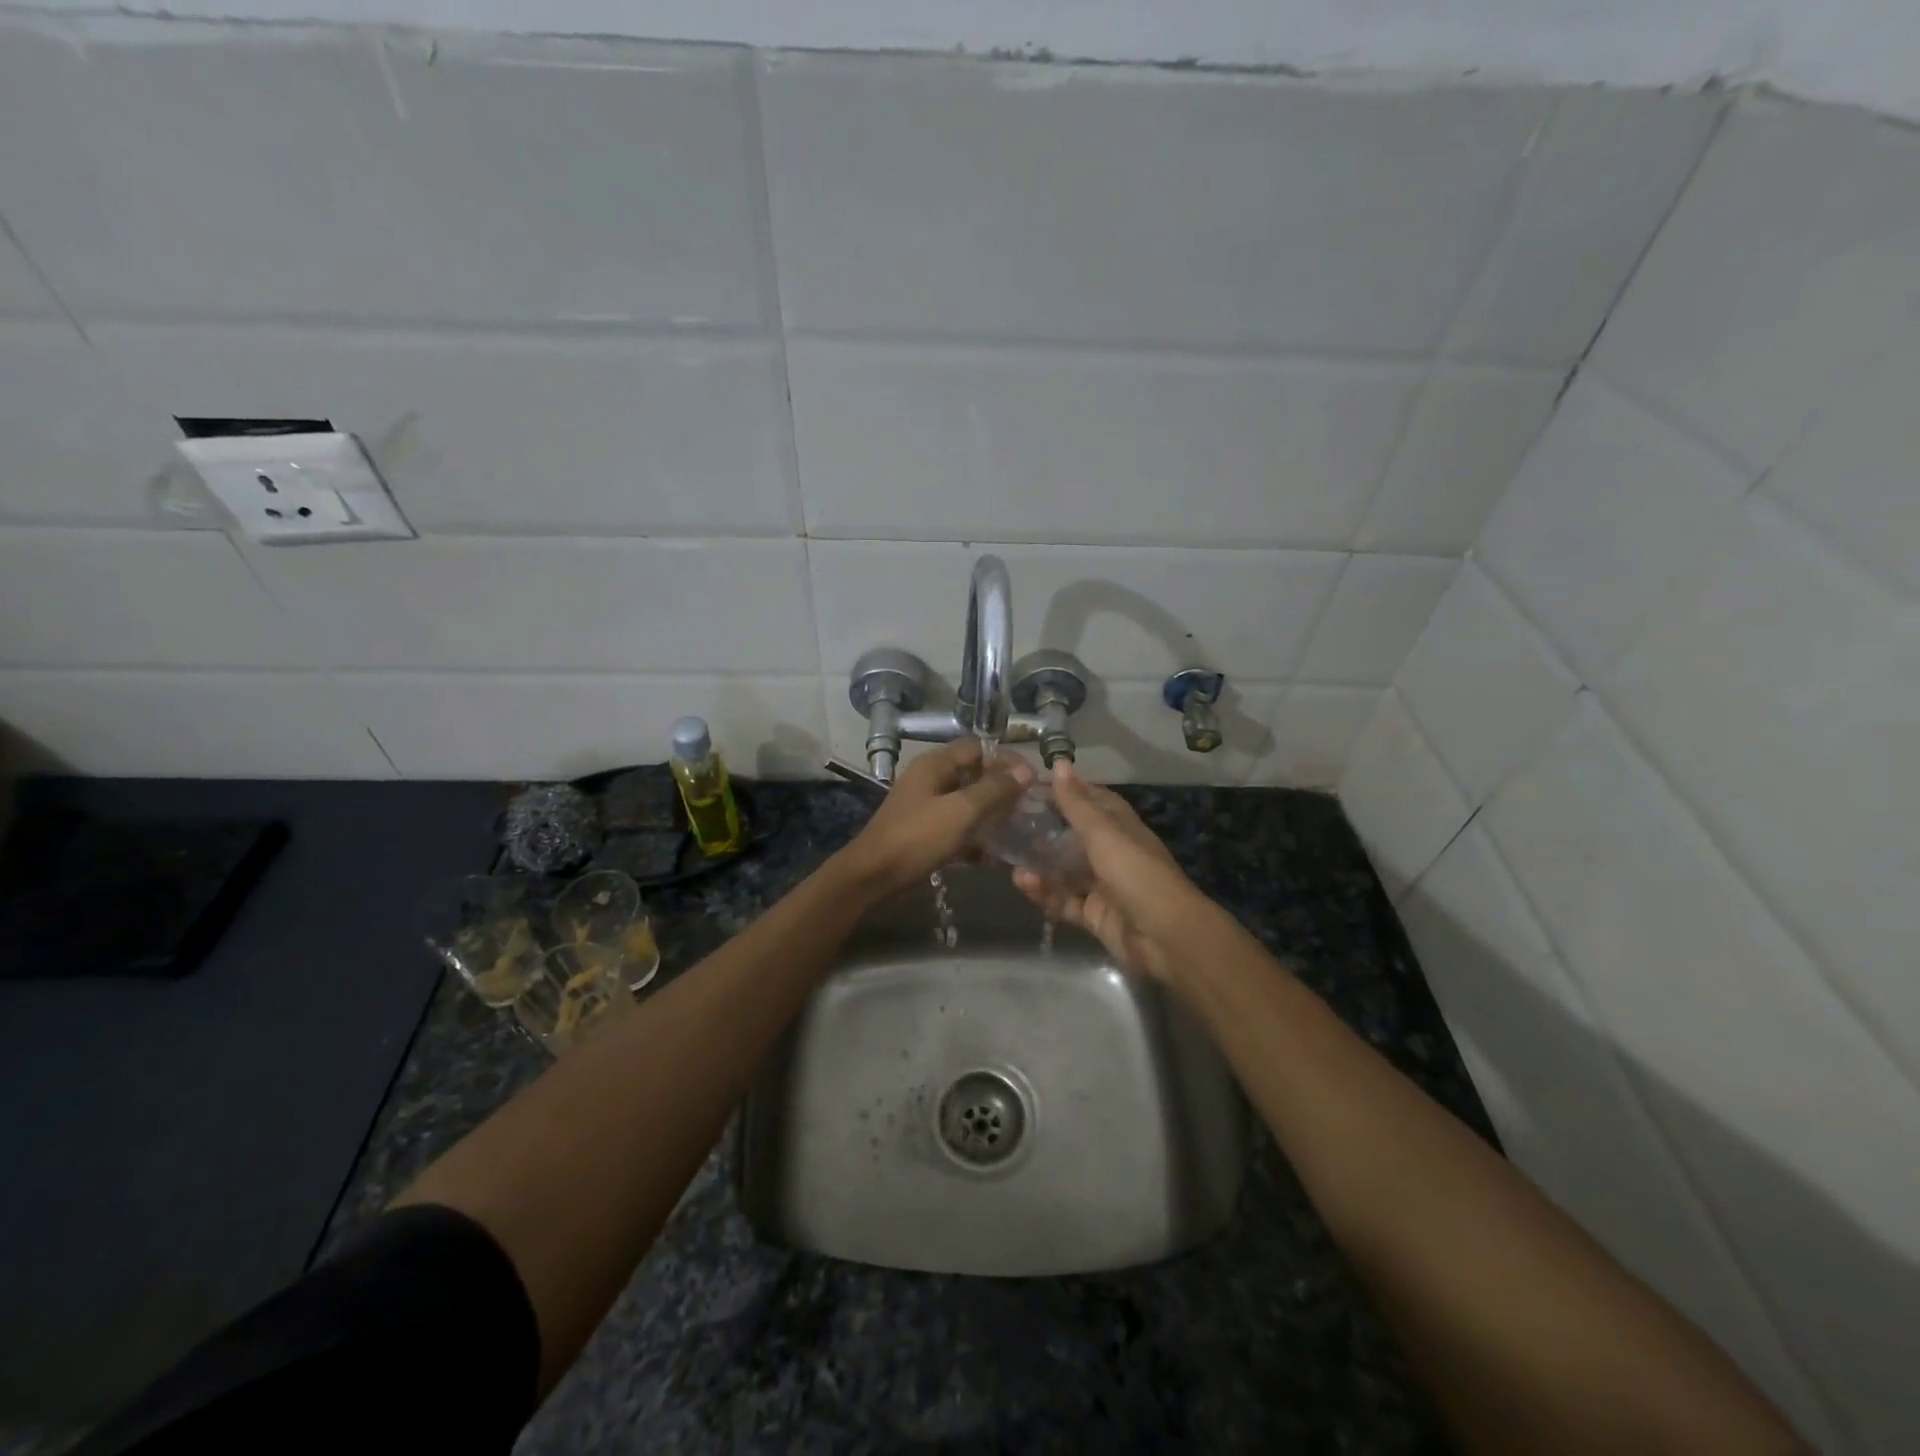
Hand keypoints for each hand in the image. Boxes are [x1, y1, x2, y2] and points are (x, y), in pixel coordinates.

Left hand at [838, 739, 1032, 898]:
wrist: (872, 878)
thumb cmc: (917, 838)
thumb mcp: (961, 812)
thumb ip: (995, 790)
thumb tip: (1027, 771)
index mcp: (935, 765)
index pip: (978, 748)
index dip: (1006, 759)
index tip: (1032, 779)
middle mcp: (930, 780)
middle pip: (973, 775)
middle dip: (1002, 789)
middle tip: (1028, 807)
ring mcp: (925, 807)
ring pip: (966, 803)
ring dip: (990, 815)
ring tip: (1018, 830)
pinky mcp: (924, 834)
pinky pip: (956, 828)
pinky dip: (974, 838)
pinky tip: (993, 856)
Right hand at [1011, 761, 1208, 980]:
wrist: (1165, 936)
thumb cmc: (1135, 873)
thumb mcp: (1103, 833)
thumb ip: (1076, 803)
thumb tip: (1059, 762)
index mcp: (1120, 826)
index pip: (1089, 800)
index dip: (1063, 791)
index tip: (1027, 786)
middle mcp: (1111, 852)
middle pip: (1073, 835)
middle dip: (1044, 828)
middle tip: (1006, 819)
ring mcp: (1102, 885)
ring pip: (1064, 869)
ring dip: (1039, 862)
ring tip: (1008, 854)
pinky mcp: (1093, 914)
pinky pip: (1063, 900)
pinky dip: (1044, 892)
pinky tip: (1022, 882)